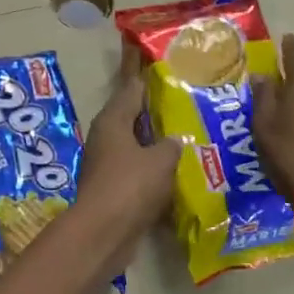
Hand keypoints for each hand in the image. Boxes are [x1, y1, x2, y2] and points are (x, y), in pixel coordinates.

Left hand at [72, 74, 179, 262]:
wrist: (103, 233)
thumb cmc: (130, 186)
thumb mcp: (160, 160)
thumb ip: (171, 145)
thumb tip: (175, 140)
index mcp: (113, 120)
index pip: (131, 86)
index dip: (146, 72)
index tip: (160, 60)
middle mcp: (106, 137)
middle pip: (133, 116)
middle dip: (157, 110)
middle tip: (187, 100)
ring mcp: (107, 164)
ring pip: (137, 145)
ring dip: (158, 143)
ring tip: (190, 135)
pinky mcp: (113, 189)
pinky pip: (139, 172)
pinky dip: (155, 170)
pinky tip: (179, 173)